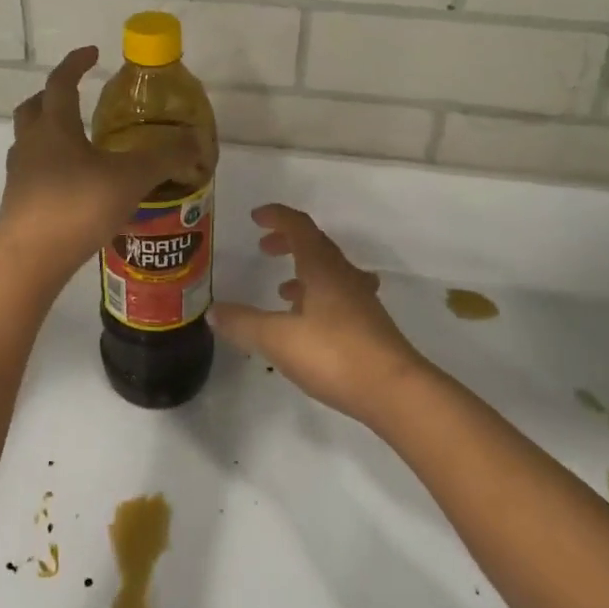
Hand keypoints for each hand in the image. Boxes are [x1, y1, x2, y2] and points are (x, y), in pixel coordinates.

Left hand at [0, 47, 202, 281]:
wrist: (29, 260)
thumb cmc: (77, 206)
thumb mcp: (131, 178)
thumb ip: (165, 157)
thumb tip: (196, 141)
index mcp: (55, 127)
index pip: (61, 82)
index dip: (76, 63)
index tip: (92, 53)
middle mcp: (31, 143)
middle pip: (34, 108)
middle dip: (53, 96)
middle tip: (77, 97)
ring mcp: (20, 174)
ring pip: (30, 140)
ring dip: (50, 132)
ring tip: (80, 143)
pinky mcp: (18, 203)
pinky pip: (34, 171)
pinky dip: (51, 166)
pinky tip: (75, 184)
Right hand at [210, 204, 429, 423]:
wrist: (395, 391)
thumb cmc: (334, 354)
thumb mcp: (278, 339)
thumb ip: (244, 323)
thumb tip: (214, 310)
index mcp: (322, 267)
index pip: (299, 226)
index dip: (277, 217)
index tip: (256, 217)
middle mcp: (343, 275)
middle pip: (316, 245)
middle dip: (288, 242)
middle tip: (264, 249)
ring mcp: (360, 300)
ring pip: (329, 271)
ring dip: (304, 271)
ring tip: (281, 289)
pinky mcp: (369, 325)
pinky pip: (339, 295)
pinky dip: (318, 296)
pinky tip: (308, 322)